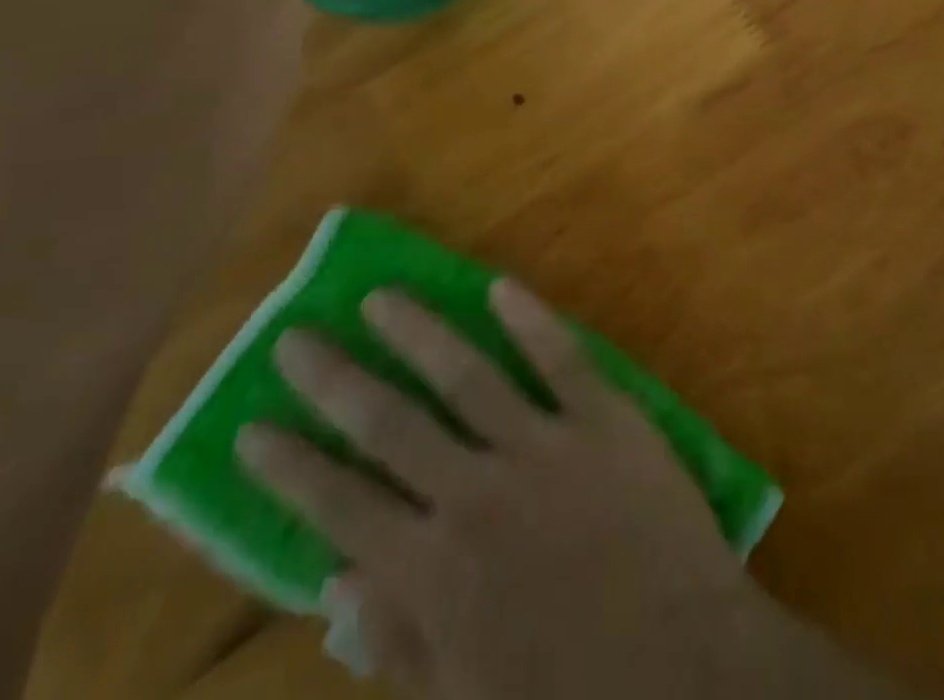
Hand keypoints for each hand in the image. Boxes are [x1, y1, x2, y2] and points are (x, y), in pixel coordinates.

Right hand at [237, 280, 770, 699]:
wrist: (691, 673)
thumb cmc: (574, 698)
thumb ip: (400, 643)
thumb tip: (337, 584)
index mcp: (436, 573)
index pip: (341, 506)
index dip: (292, 468)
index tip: (252, 426)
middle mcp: (477, 492)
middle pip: (391, 423)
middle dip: (336, 380)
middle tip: (296, 337)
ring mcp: (544, 446)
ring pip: (466, 372)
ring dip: (418, 331)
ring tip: (379, 296)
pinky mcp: (605, 418)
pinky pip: (561, 358)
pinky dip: (530, 319)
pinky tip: (499, 285)